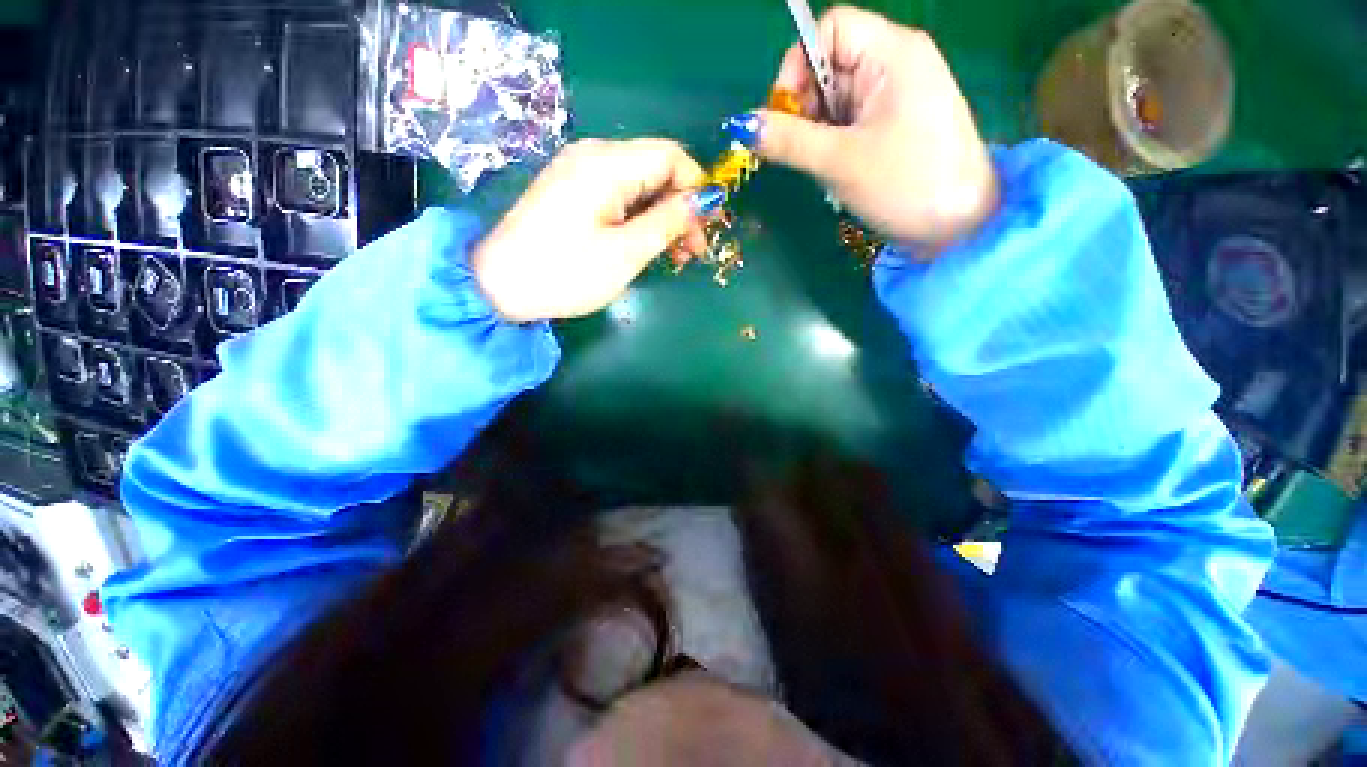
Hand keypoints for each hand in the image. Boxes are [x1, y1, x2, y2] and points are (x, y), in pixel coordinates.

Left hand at [473, 138, 709, 322]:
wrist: (500, 286)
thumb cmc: (567, 272)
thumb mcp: (626, 252)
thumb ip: (668, 221)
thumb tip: (703, 200)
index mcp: (607, 163)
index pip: (671, 156)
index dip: (697, 188)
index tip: (707, 229)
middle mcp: (594, 155)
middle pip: (656, 170)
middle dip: (682, 208)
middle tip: (693, 252)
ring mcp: (580, 172)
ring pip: (640, 185)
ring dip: (663, 217)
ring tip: (675, 256)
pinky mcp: (573, 192)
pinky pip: (619, 196)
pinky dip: (640, 219)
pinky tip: (647, 245)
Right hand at [756, 6, 998, 249]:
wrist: (958, 226)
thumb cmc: (905, 184)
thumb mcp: (840, 161)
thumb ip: (789, 140)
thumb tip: (742, 126)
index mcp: (892, 52)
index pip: (830, 29)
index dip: (799, 65)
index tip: (786, 114)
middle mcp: (896, 63)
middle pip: (829, 66)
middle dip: (807, 108)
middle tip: (804, 151)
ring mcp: (897, 96)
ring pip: (836, 101)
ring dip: (818, 134)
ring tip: (826, 167)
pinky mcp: (895, 125)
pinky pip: (850, 123)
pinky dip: (834, 145)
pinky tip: (840, 170)